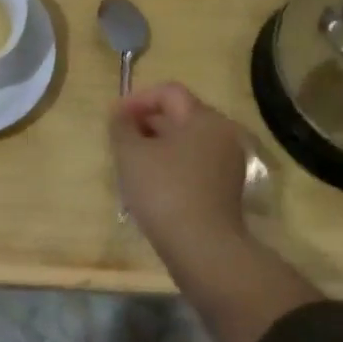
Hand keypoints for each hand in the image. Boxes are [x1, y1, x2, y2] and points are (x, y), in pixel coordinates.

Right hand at [109, 82, 249, 253]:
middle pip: (179, 115)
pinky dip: (172, 165)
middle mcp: (222, 134)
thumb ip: (121, 127)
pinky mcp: (226, 189)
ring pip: (186, 142)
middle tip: (120, 140)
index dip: (137, 99)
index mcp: (204, 118)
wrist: (203, 249)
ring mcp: (228, 163)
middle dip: (146, 123)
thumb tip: (119, 115)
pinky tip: (151, 184)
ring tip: (131, 163)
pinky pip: (194, 164)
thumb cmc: (165, 191)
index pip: (168, 92)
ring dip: (157, 145)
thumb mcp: (131, 153)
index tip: (114, 118)